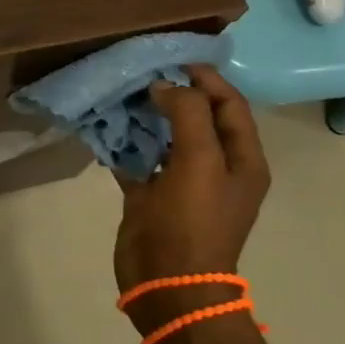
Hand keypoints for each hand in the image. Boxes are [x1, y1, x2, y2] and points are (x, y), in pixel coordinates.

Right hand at [113, 65, 270, 332]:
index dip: (207, 78)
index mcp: (241, 159)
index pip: (230, 105)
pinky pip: (138, 158)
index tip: (172, 58)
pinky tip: (103, 126)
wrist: (168, 284)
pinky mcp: (152, 196)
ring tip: (119, 92)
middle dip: (172, 93)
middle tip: (140, 72)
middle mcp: (215, 167)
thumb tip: (166, 86)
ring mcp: (182, 182)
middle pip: (197, 117)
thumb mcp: (199, 162)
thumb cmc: (193, 222)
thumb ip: (187, 114)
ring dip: (145, 115)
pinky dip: (123, 142)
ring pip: (164, 136)